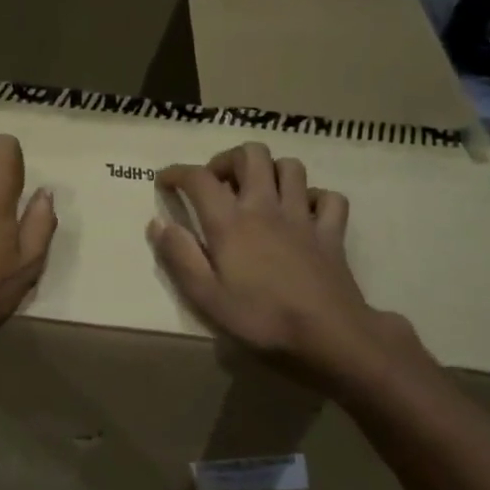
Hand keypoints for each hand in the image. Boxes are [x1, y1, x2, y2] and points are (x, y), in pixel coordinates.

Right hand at [150, 143, 425, 386]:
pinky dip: (314, 198)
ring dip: (270, 170)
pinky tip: (303, 212)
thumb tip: (158, 223)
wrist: (328, 335)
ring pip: (291, 167)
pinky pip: (328, 197)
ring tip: (257, 191)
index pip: (199, 178)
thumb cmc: (260, 318)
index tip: (165, 181)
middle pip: (251, 155)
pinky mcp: (331, 232)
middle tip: (216, 183)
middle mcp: (266, 206)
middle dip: (228, 159)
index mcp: (231, 222)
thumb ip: (179, 256)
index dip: (177, 172)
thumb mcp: (205, 296)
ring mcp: (303, 216)